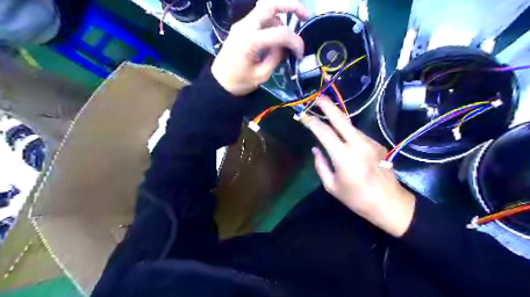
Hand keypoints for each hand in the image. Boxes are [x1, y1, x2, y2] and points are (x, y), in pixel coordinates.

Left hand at [212, 0, 310, 95]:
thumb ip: (276, 58)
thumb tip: (285, 47)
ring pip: (266, 8)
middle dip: (292, 6)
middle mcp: (245, 26)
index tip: (299, 54)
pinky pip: (260, 17)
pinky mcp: (241, 27)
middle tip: (305, 16)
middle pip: (271, 4)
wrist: (218, 82)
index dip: (295, 41)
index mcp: (250, 41)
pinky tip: (276, 35)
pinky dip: (272, 21)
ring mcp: (241, 24)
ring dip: (281, 17)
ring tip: (287, 36)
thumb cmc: (239, 82)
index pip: (281, 32)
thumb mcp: (261, 75)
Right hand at [305, 97, 416, 236]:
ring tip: (326, 116)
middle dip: (328, 106)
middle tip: (318, 98)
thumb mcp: (332, 186)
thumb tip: (315, 148)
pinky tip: (343, 138)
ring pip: (350, 126)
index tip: (304, 116)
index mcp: (344, 157)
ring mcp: (370, 142)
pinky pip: (357, 134)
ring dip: (337, 120)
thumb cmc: (356, 198)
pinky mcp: (377, 144)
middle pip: (341, 120)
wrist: (389, 203)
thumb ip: (321, 165)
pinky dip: (347, 132)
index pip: (325, 133)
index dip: (313, 123)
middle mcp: (358, 145)